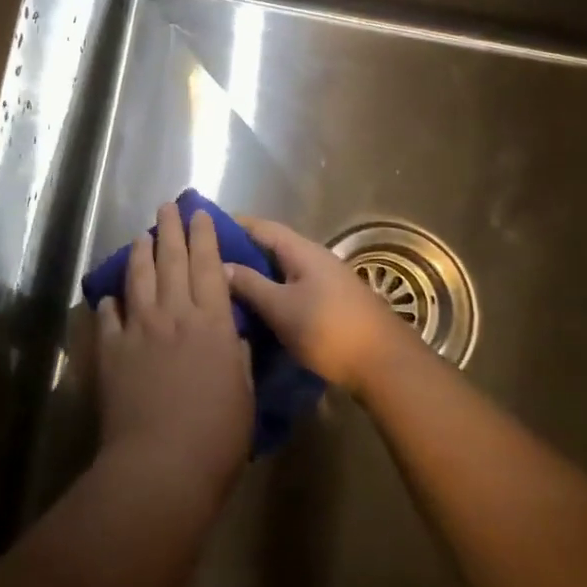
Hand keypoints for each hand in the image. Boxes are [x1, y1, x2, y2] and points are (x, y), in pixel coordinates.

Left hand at [97, 203, 253, 508]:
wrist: (161, 465)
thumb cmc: (216, 436)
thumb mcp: (244, 395)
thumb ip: (238, 359)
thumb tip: (232, 337)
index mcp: (211, 323)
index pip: (209, 267)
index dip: (205, 236)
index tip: (200, 213)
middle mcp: (174, 314)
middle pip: (172, 260)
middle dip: (171, 229)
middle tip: (168, 206)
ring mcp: (139, 329)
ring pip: (139, 277)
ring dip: (141, 252)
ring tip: (142, 236)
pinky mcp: (111, 350)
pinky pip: (109, 315)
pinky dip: (111, 301)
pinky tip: (111, 295)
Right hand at [224, 217, 420, 394]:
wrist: (384, 363)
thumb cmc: (328, 330)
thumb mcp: (281, 308)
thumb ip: (250, 284)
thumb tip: (220, 264)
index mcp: (301, 250)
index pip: (261, 226)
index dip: (232, 224)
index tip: (203, 226)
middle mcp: (314, 258)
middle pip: (271, 246)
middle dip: (241, 251)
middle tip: (207, 261)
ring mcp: (326, 280)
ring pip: (282, 269)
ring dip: (256, 274)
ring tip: (225, 285)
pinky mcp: (331, 303)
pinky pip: (292, 287)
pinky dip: (272, 291)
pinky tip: (257, 307)